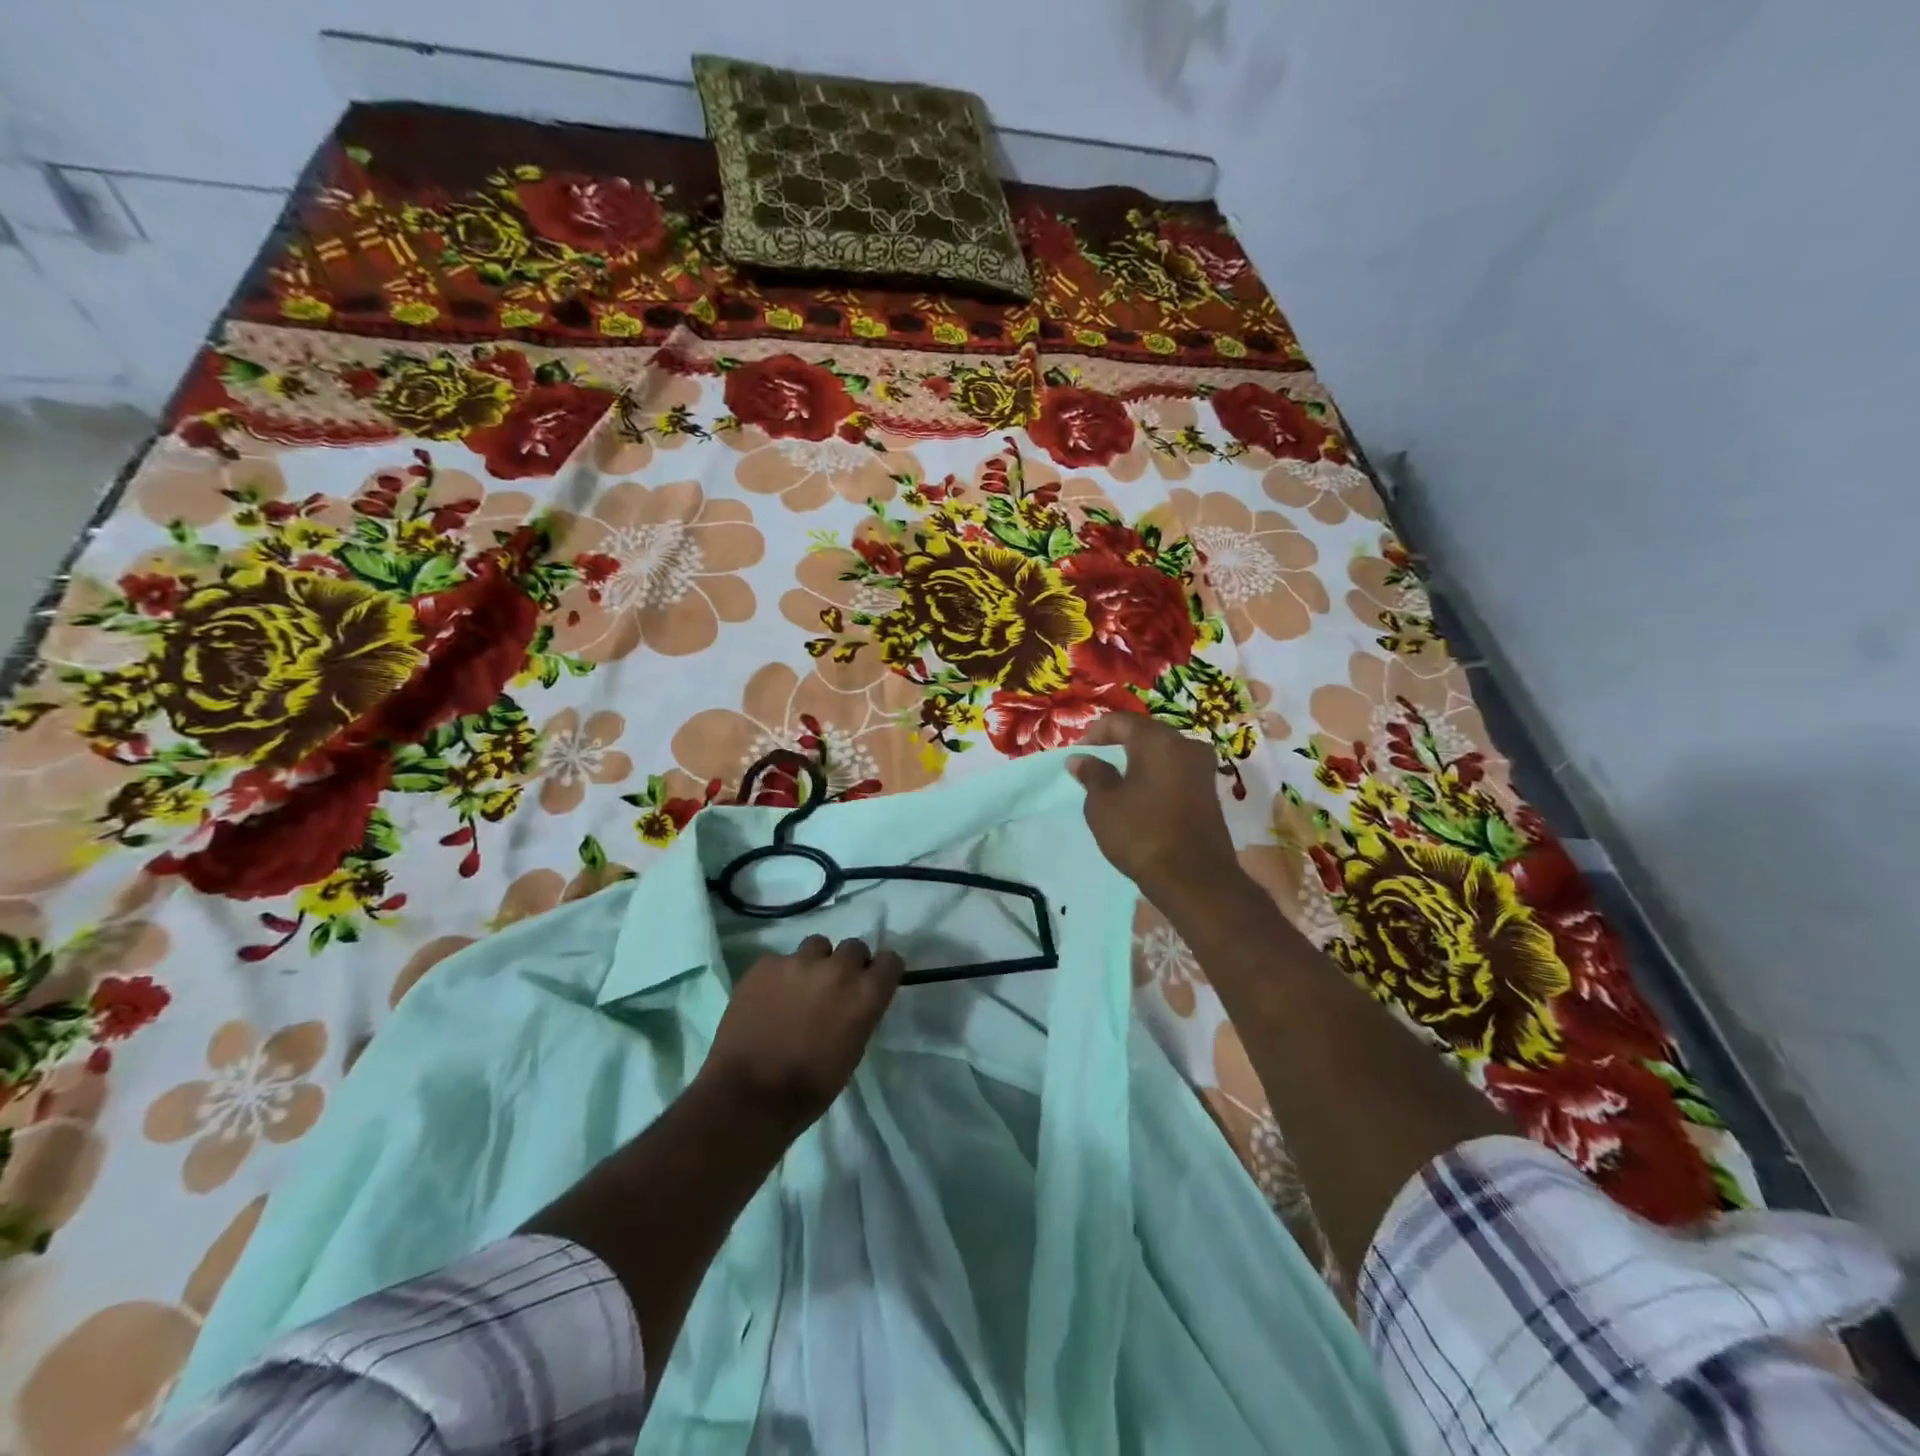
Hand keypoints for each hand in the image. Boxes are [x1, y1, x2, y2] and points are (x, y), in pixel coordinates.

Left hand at [700, 936, 903, 1130]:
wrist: (748, 1095)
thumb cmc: (809, 1088)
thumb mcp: (852, 1052)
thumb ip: (859, 1015)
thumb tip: (854, 1003)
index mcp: (864, 994)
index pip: (890, 961)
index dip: (881, 972)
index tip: (873, 983)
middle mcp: (837, 969)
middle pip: (854, 947)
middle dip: (848, 964)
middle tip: (834, 988)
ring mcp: (799, 962)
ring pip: (817, 945)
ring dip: (815, 963)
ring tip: (799, 987)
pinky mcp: (766, 964)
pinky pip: (781, 960)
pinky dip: (780, 975)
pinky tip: (768, 998)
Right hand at [1068, 714, 1240, 900]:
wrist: (1195, 879)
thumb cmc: (1142, 834)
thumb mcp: (1103, 805)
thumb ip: (1092, 775)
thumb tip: (1080, 758)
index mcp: (1158, 740)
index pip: (1120, 721)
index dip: (1094, 733)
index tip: (1078, 754)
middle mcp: (1186, 744)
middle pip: (1145, 733)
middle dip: (1117, 745)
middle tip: (1094, 764)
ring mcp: (1203, 768)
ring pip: (1163, 753)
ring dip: (1138, 762)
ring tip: (1115, 782)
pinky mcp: (1210, 791)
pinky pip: (1176, 771)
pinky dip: (1155, 776)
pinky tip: (1140, 796)